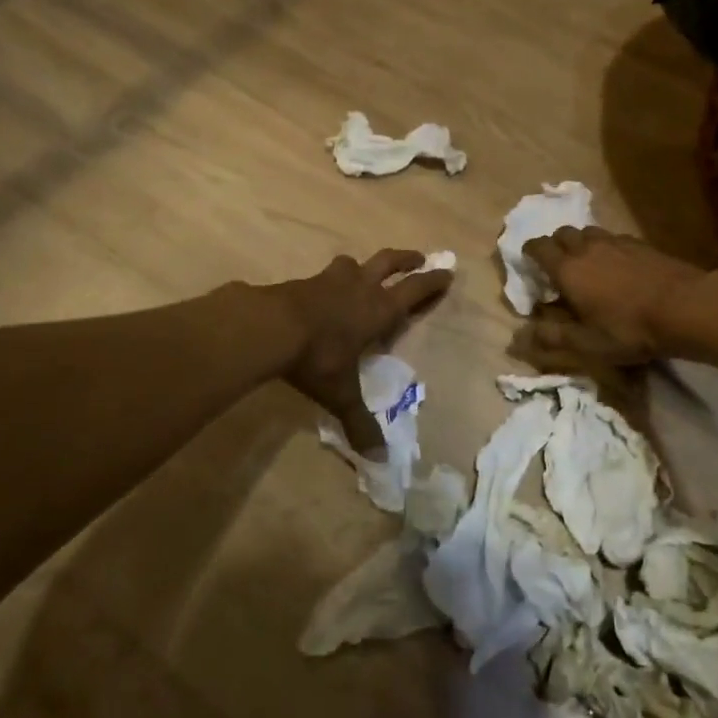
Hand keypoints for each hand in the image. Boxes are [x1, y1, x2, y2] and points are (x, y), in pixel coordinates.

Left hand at [272, 250, 451, 454]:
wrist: (269, 326)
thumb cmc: (317, 356)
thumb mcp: (341, 393)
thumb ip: (359, 422)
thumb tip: (380, 459)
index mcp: (378, 309)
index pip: (414, 290)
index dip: (433, 281)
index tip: (448, 271)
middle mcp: (359, 288)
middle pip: (389, 262)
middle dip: (406, 259)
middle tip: (419, 258)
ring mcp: (330, 280)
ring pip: (354, 263)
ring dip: (364, 266)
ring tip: (363, 271)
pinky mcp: (303, 281)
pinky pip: (324, 275)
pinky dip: (331, 280)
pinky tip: (323, 290)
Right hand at [520, 228, 706, 366]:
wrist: (685, 307)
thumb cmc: (629, 329)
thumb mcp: (587, 344)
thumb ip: (552, 338)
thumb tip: (517, 338)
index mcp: (568, 269)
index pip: (538, 247)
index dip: (529, 252)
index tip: (529, 262)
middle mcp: (588, 247)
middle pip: (563, 233)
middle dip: (555, 245)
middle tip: (558, 265)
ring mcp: (616, 242)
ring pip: (589, 232)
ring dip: (582, 243)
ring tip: (588, 262)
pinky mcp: (641, 244)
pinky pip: (614, 238)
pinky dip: (608, 247)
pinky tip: (619, 265)